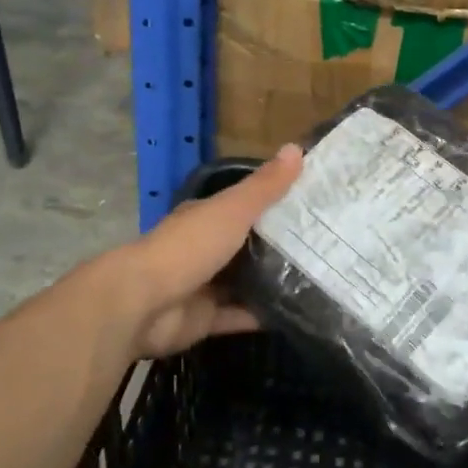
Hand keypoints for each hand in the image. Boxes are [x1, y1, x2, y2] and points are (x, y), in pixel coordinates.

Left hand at [99, 146, 302, 360]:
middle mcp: (203, 249)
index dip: (275, 203)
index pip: (244, 206)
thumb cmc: (189, 247)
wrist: (142, 303)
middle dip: (279, 246)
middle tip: (326, 245)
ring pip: (244, 282)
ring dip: (272, 282)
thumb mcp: (232, 210)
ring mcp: (203, 286)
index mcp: (206, 218)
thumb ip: (264, 187)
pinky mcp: (204, 319)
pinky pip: (238, 316)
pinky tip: (296, 312)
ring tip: (319, 279)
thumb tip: (297, 148)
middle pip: (246, 246)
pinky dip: (261, 315)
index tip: (313, 205)